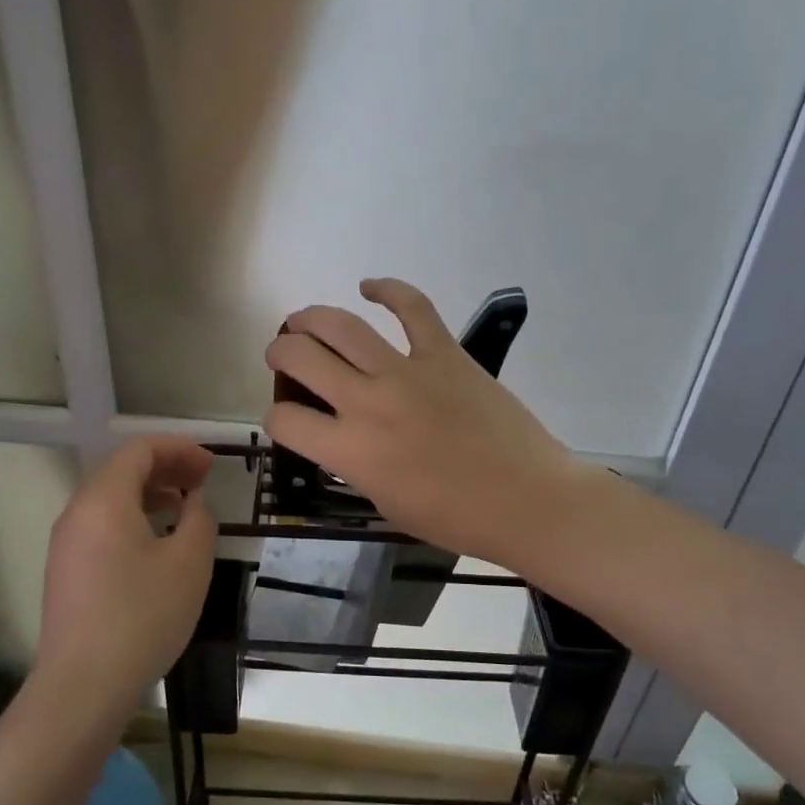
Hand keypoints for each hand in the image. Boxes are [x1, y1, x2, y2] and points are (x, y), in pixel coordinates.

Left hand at [36, 436, 216, 715]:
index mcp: (103, 500)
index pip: (139, 450)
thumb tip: (192, 503)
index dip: (179, 449)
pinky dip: (132, 517)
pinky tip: (157, 542)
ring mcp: (66, 543)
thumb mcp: (189, 563)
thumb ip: (199, 519)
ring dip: (149, 493)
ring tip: (184, 507)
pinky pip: (101, 525)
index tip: (211, 465)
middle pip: (121, 470)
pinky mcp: (66, 571)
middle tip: (202, 481)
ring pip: (110, 499)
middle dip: (165, 468)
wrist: (83, 686)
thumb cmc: (142, 616)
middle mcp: (77, 512)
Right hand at [263, 278, 586, 569]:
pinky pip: (412, 307)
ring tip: (302, 321)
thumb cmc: (455, 518)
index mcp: (352, 450)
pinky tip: (369, 286)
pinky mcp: (445, 353)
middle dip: (280, 352)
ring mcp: (407, 371)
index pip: (286, 420)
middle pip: (302, 357)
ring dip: (311, 318)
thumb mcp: (385, 502)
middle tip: (281, 355)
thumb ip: (354, 463)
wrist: (527, 500)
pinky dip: (387, 289)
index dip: (276, 418)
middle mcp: (368, 402)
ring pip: (342, 325)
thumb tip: (342, 436)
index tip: (287, 418)